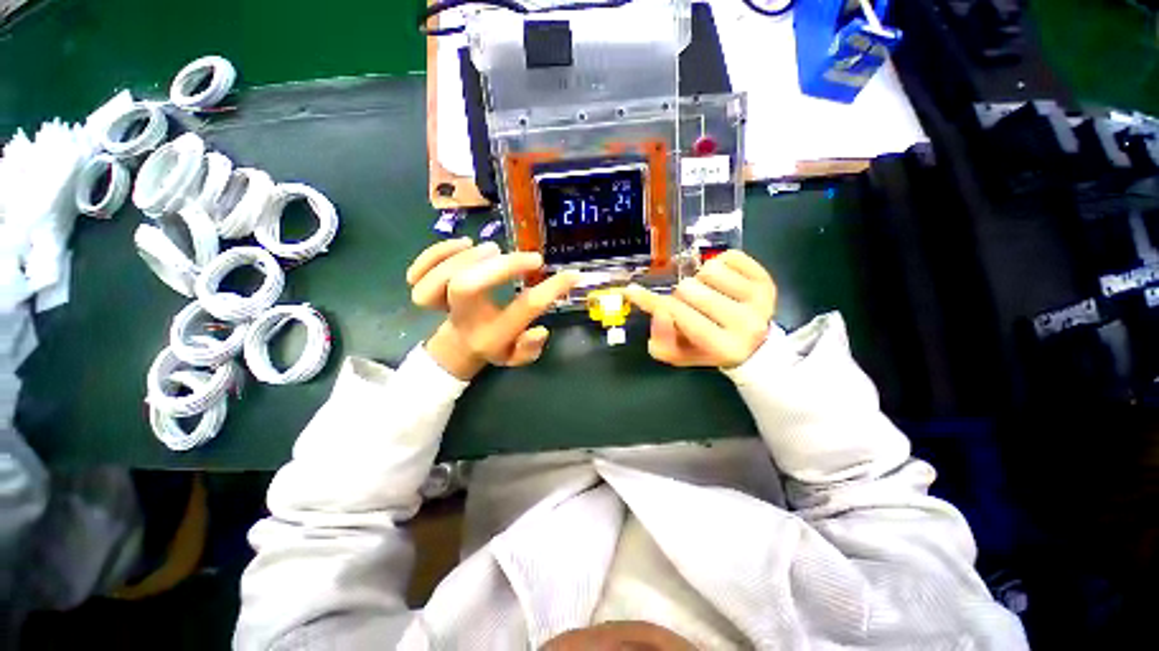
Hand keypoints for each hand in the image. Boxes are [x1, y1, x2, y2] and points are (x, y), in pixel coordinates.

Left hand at [406, 238, 579, 379]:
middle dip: (501, 267)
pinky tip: (463, 243)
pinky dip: (437, 253)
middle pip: (468, 287)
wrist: (456, 347)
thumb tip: (540, 330)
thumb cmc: (493, 347)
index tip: (571, 275)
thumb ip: (530, 347)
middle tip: (531, 258)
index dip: (550, 290)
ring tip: (494, 249)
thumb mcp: (516, 356)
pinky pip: (418, 271)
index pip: (522, 310)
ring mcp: (441, 303)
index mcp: (491, 335)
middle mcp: (464, 318)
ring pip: (441, 277)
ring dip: (470, 258)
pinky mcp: (426, 287)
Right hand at [623, 250, 775, 367]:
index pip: (679, 315)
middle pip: (690, 289)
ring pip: (708, 270)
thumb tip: (658, 310)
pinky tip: (721, 283)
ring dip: (700, 280)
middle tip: (688, 306)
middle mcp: (746, 323)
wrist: (753, 345)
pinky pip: (729, 257)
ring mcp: (760, 299)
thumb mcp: (680, 355)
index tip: (633, 291)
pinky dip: (718, 265)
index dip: (653, 302)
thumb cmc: (708, 350)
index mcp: (723, 346)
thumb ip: (662, 340)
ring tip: (707, 294)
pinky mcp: (766, 279)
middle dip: (680, 295)